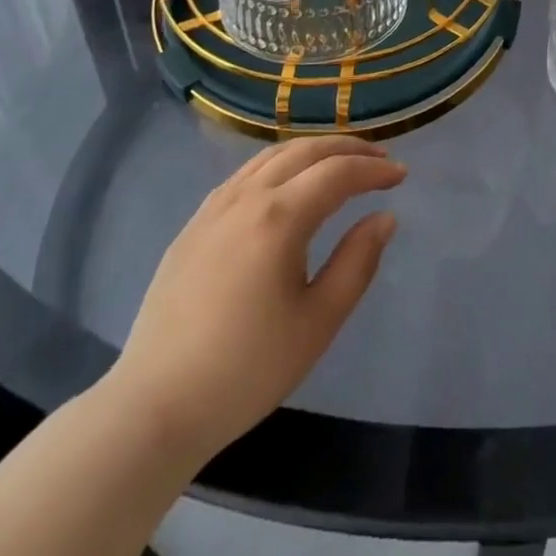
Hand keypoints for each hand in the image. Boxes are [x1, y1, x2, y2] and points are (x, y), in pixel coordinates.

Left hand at [101, 137, 404, 470]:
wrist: (154, 407)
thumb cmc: (246, 370)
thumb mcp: (317, 323)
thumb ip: (357, 262)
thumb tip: (384, 217)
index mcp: (279, 217)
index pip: (338, 173)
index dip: (374, 170)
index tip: (401, 176)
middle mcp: (247, 197)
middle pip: (305, 151)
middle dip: (348, 149)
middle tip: (379, 158)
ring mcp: (214, 206)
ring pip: (272, 155)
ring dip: (313, 150)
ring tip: (339, 162)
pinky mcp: (194, 224)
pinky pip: (245, 173)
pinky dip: (279, 164)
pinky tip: (287, 183)